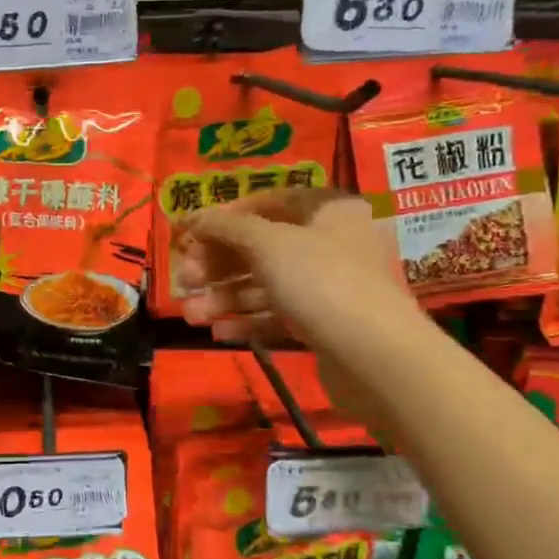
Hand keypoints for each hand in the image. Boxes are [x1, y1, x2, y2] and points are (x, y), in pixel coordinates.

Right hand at [174, 188, 420, 346]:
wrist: (374, 356)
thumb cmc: (321, 281)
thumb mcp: (268, 244)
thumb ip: (227, 227)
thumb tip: (195, 217)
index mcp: (329, 211)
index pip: (269, 202)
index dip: (226, 217)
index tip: (190, 234)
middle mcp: (333, 244)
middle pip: (262, 247)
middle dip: (218, 266)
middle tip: (184, 281)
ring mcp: (330, 287)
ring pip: (267, 285)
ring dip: (225, 298)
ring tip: (191, 315)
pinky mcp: (325, 325)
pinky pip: (279, 316)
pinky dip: (248, 321)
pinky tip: (218, 333)